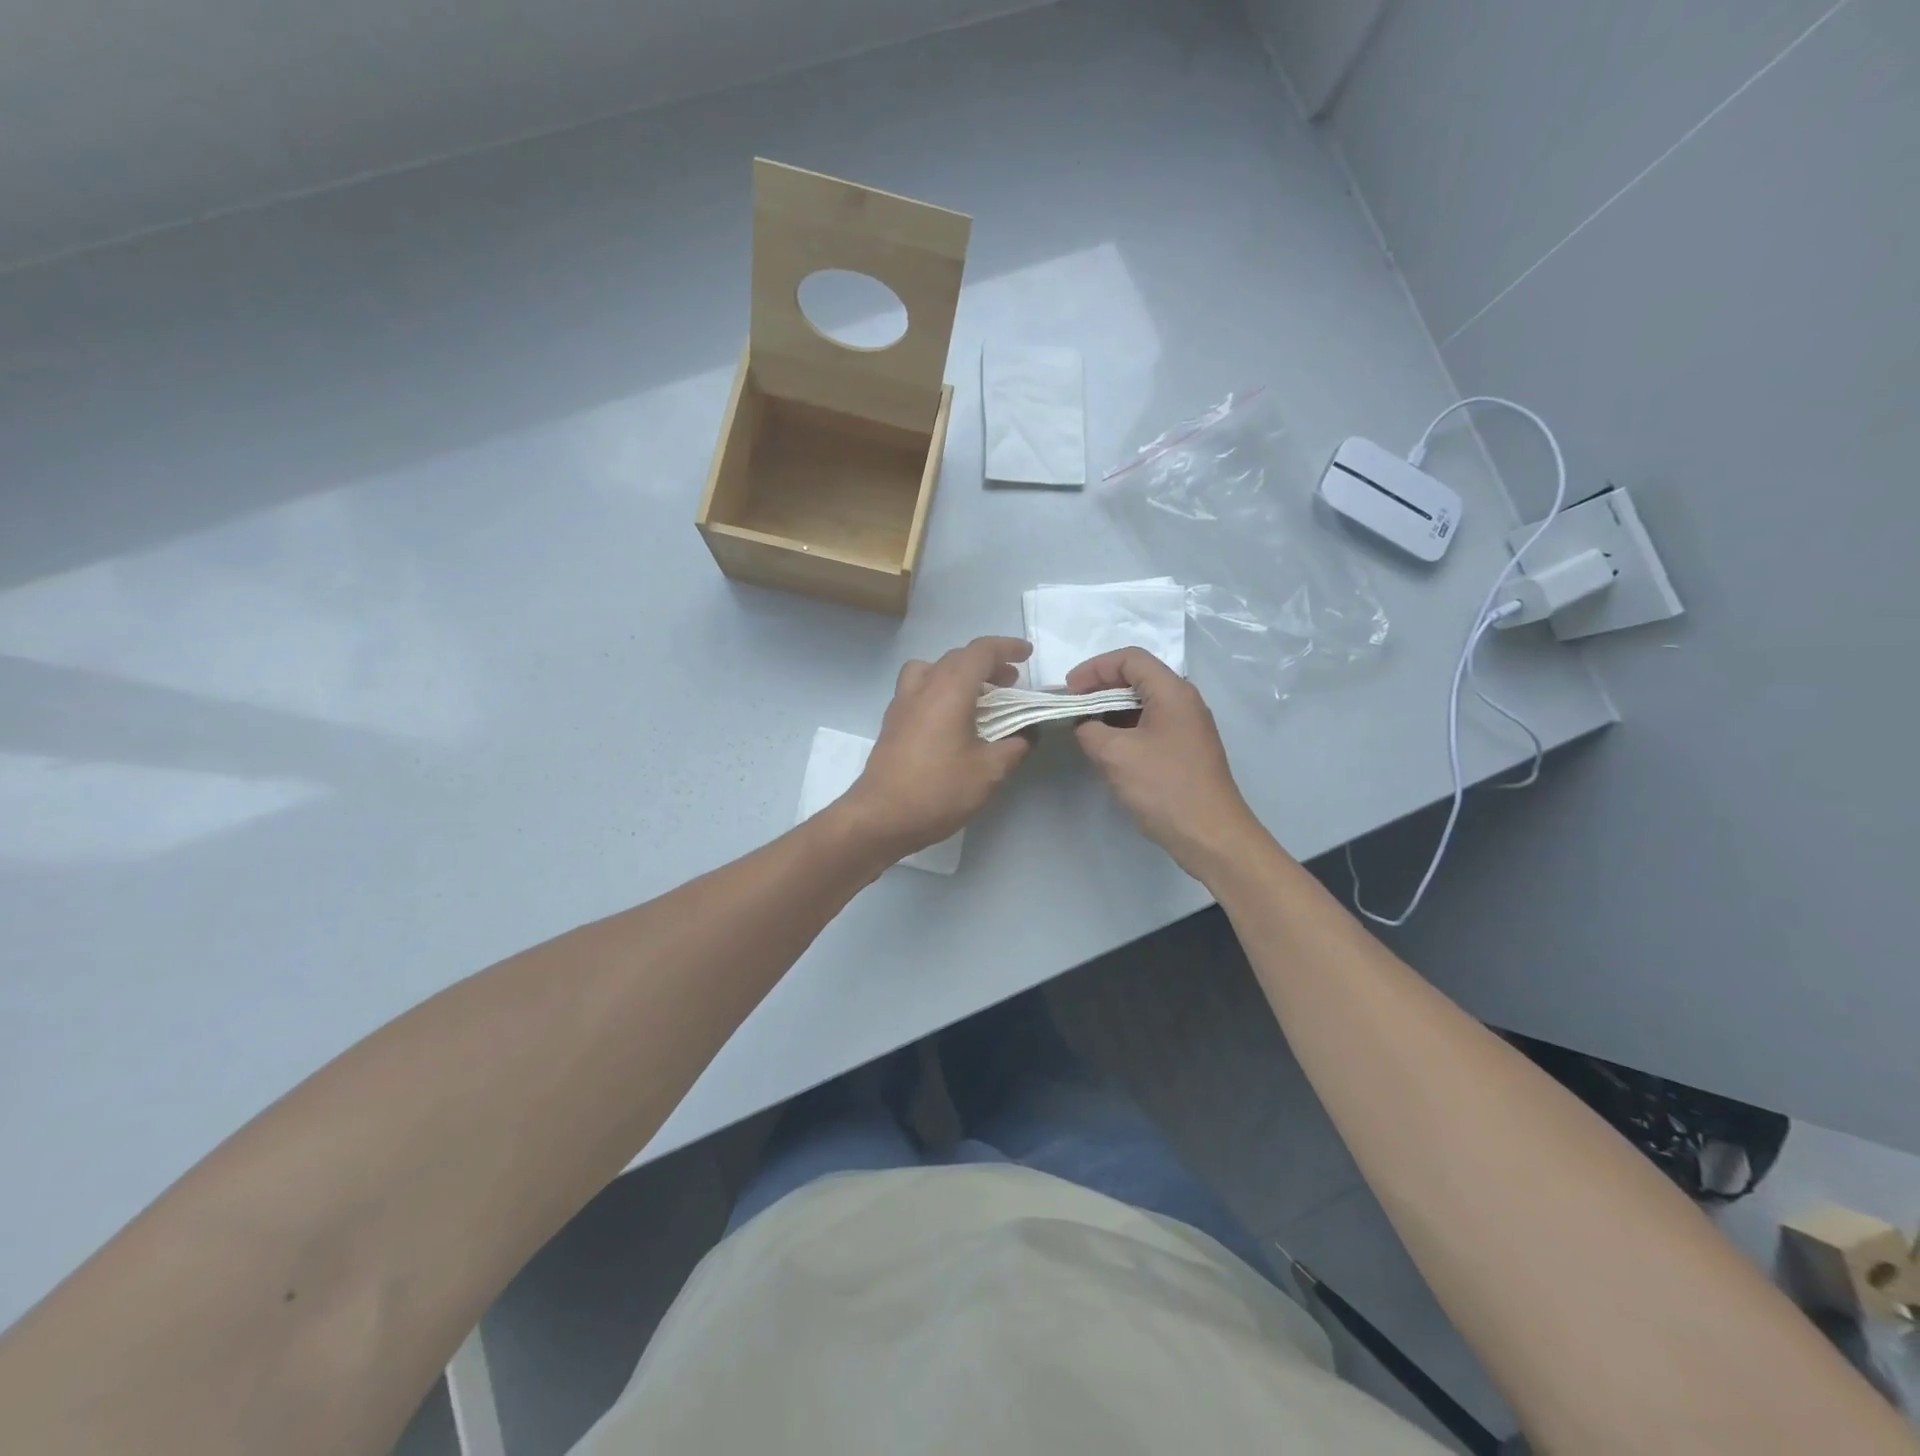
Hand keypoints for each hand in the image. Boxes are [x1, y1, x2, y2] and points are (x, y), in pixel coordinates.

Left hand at [839, 637, 1033, 858]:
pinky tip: (952, 721)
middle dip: (987, 664)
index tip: (1026, 655)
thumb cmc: (938, 790)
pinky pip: (919, 690)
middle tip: (1010, 684)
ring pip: (932, 670)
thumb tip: (1026, 735)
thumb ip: (1013, 747)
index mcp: (949, 689)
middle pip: (957, 658)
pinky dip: (940, 691)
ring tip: (977, 698)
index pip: (980, 651)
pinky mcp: (892, 723)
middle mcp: (923, 687)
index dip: (1007, 648)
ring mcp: (902, 704)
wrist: (880, 817)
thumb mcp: (989, 772)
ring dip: (958, 674)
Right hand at [1067, 648, 1268, 879]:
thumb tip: (1085, 726)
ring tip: (1084, 728)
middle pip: (1137, 678)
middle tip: (1072, 707)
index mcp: (1172, 692)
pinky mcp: (1185, 750)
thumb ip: (1090, 730)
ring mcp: (1188, 727)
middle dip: (1100, 688)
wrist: (1211, 835)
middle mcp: (1184, 702)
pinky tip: (1107, 749)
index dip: (1094, 668)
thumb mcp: (1114, 755)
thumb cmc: (1164, 787)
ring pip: (1143, 704)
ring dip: (1111, 711)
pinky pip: (1150, 726)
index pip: (1130, 659)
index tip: (1069, 690)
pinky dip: (1125, 729)